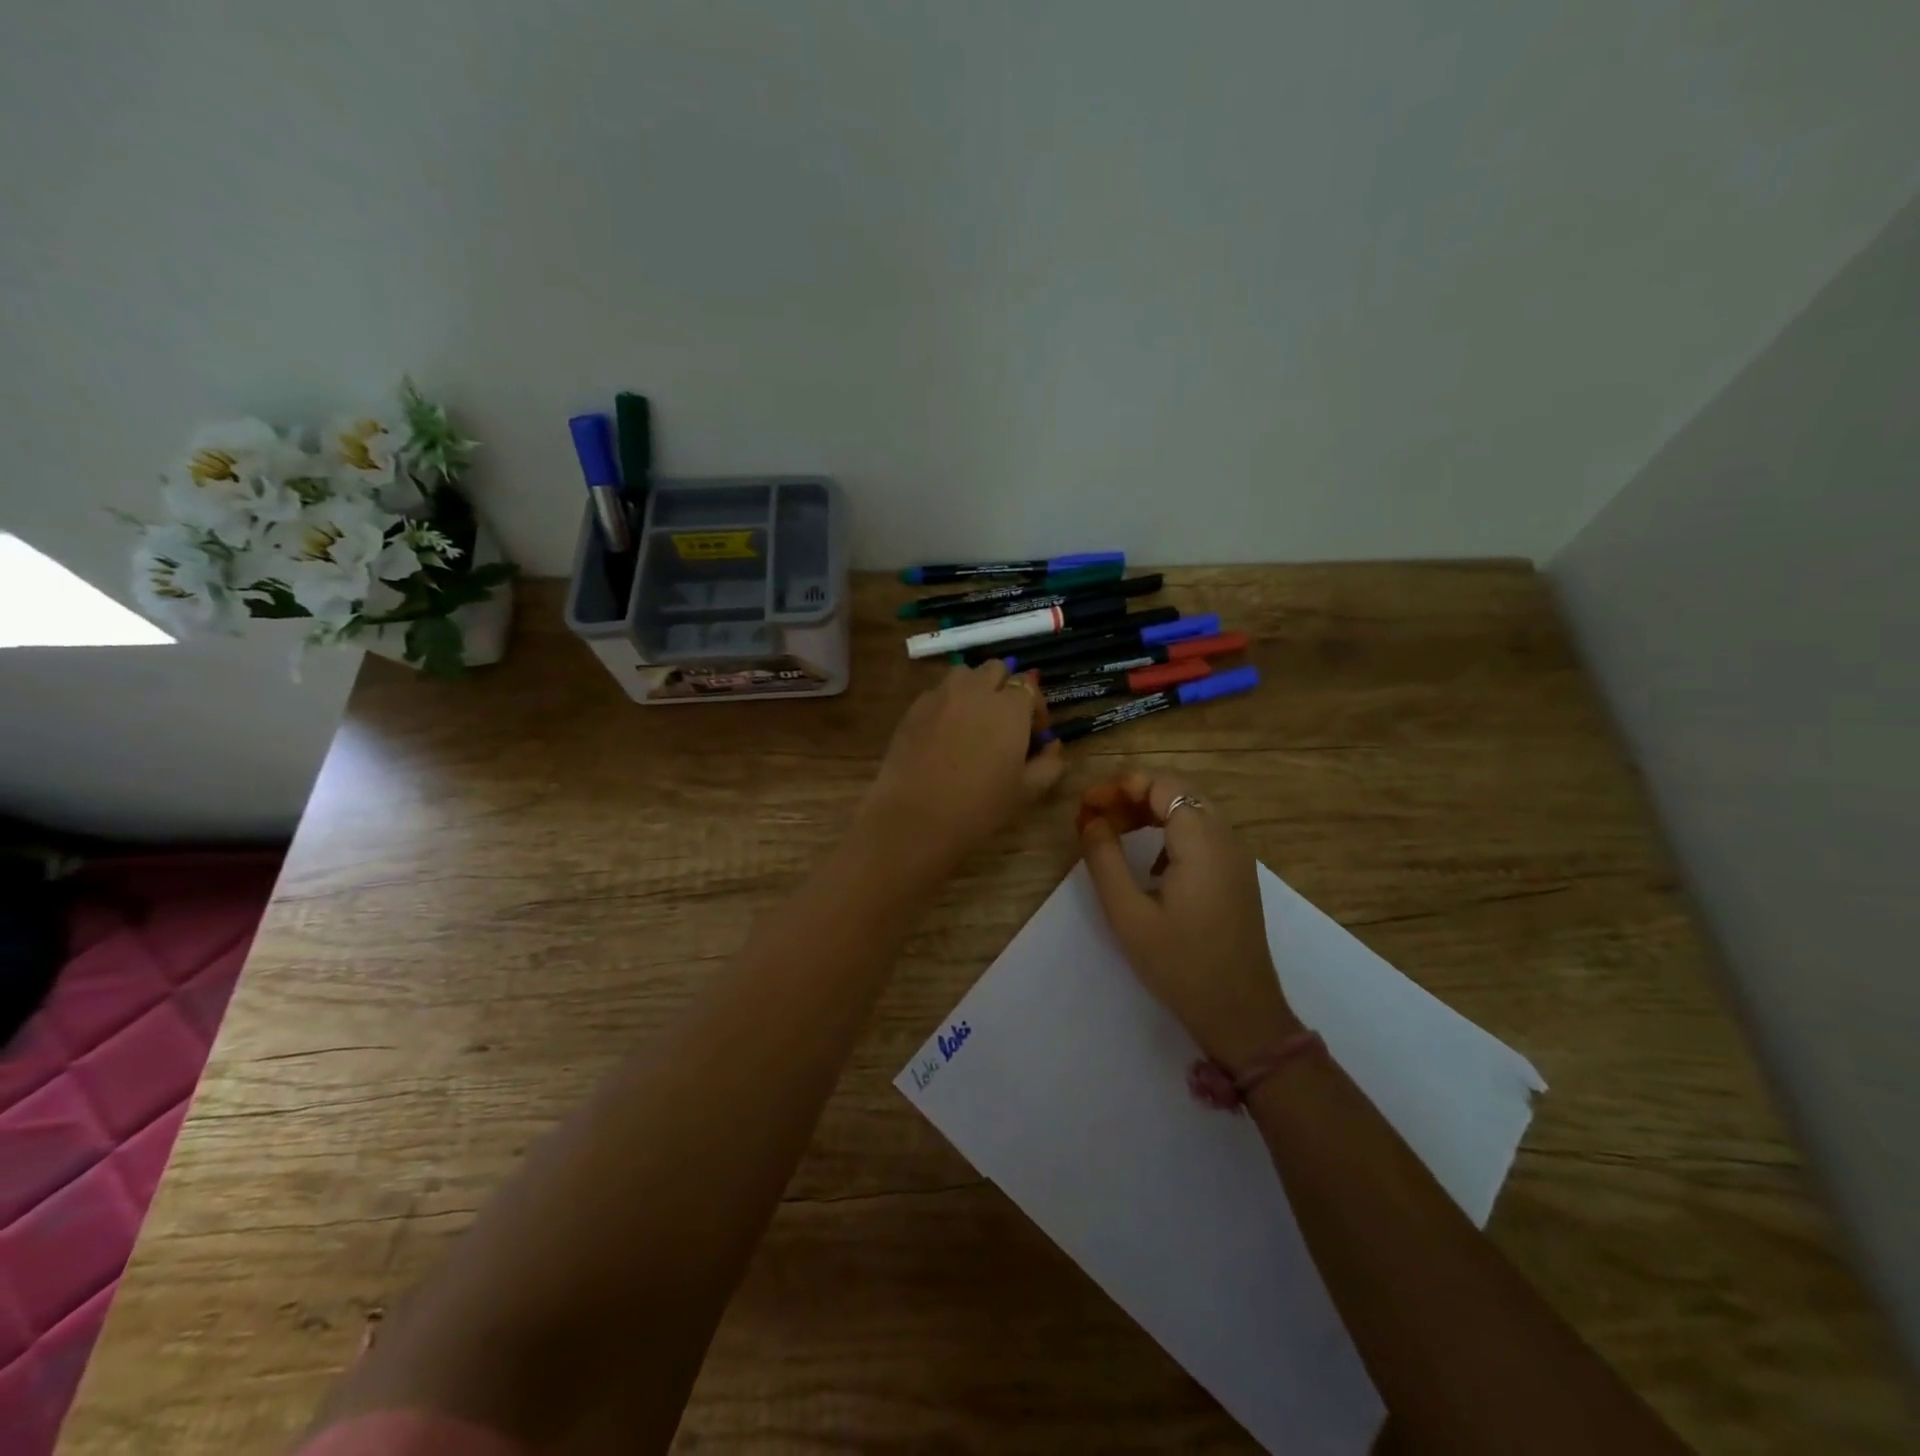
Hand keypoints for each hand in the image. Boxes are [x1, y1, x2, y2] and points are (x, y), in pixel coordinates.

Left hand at [860, 661, 1065, 868]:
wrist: (915, 816)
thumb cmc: (979, 807)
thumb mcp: (1026, 792)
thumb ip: (1049, 764)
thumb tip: (1052, 746)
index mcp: (1010, 707)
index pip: (1028, 686)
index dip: (1035, 708)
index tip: (1033, 734)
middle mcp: (976, 690)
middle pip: (996, 669)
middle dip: (1004, 688)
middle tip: (1004, 722)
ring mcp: (941, 695)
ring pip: (964, 674)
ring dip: (975, 688)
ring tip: (973, 720)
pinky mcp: (914, 707)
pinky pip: (938, 692)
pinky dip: (948, 703)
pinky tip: (944, 734)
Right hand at [1079, 771, 1301, 1069]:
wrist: (1241, 1014)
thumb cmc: (1180, 965)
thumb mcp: (1128, 914)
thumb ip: (1104, 859)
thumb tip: (1090, 820)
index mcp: (1202, 842)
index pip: (1162, 785)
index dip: (1119, 786)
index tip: (1085, 807)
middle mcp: (1226, 838)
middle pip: (1177, 791)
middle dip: (1131, 796)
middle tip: (1093, 818)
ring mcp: (1237, 857)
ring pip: (1190, 810)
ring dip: (1149, 812)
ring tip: (1111, 832)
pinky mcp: (1237, 875)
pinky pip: (1202, 833)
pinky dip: (1169, 830)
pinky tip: (1148, 862)